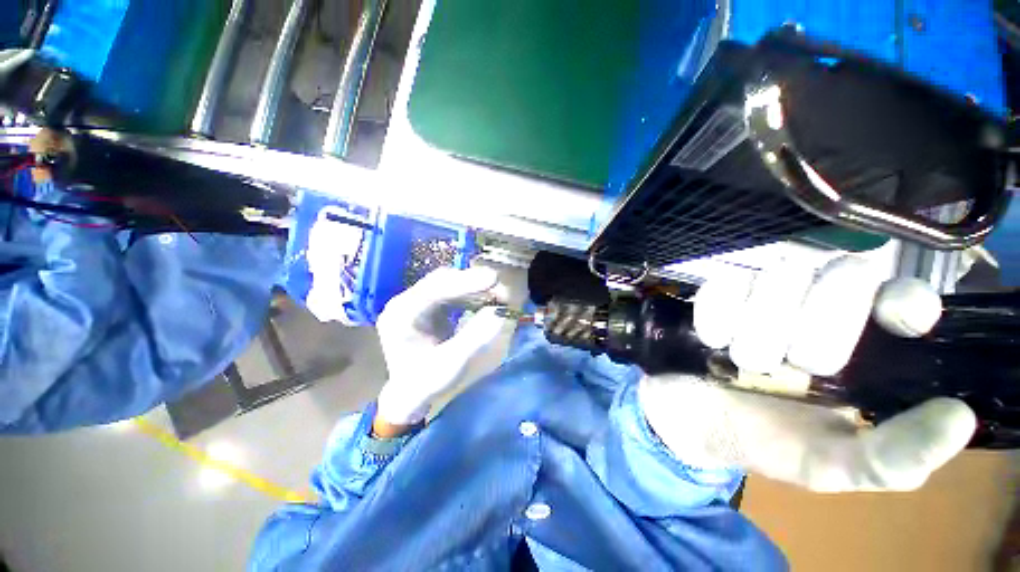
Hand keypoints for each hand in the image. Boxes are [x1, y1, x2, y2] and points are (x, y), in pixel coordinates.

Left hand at [375, 267, 505, 429]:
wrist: (411, 397)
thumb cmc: (426, 385)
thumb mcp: (450, 366)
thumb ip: (474, 338)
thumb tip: (500, 313)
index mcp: (402, 314)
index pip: (435, 288)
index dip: (465, 281)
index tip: (493, 278)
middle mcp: (406, 302)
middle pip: (442, 281)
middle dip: (473, 282)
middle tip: (501, 287)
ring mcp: (417, 302)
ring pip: (449, 284)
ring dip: (474, 287)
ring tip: (497, 295)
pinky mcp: (429, 307)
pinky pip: (453, 293)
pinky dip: (471, 295)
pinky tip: (485, 301)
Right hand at [640, 256, 976, 492]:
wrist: (694, 420)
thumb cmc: (767, 442)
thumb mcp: (831, 465)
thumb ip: (893, 457)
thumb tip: (959, 417)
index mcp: (863, 348)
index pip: (902, 294)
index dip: (903, 299)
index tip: (895, 323)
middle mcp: (821, 308)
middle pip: (842, 277)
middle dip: (815, 327)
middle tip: (791, 368)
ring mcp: (765, 295)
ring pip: (779, 278)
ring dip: (757, 329)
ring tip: (742, 362)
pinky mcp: (717, 294)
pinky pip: (723, 286)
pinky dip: (716, 316)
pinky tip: (712, 340)